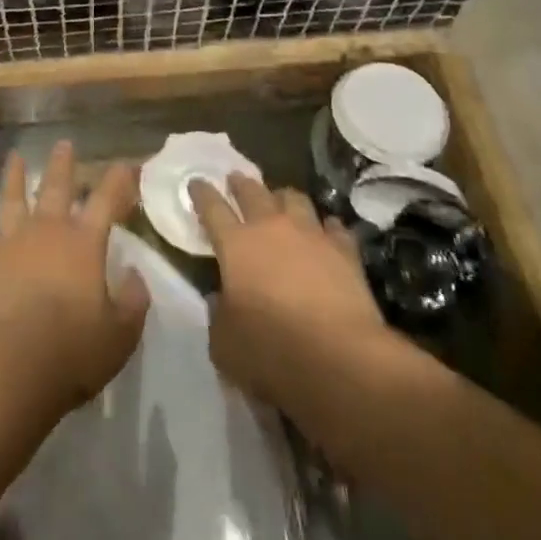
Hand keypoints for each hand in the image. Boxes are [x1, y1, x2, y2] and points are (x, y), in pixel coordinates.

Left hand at [0, 142, 149, 420]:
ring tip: (16, 157)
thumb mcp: (119, 335)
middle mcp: (47, 230)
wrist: (6, 366)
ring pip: (12, 197)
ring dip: (15, 175)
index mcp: (83, 243)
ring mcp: (8, 240)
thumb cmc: (70, 352)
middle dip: (63, 163)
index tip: (125, 164)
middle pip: (56, 186)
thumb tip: (134, 274)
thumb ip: (132, 301)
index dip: (118, 180)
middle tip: (64, 143)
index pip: (106, 201)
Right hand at [188, 174, 386, 409]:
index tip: (196, 182)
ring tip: (280, 201)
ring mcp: (310, 233)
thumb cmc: (272, 352)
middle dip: (240, 184)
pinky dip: (326, 227)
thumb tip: (219, 299)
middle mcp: (271, 227)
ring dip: (282, 198)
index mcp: (235, 244)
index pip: (212, 207)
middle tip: (235, 180)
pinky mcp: (344, 249)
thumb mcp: (224, 345)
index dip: (202, 193)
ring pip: (293, 198)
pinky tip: (326, 232)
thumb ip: (218, 315)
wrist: (340, 359)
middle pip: (252, 191)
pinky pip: (333, 226)